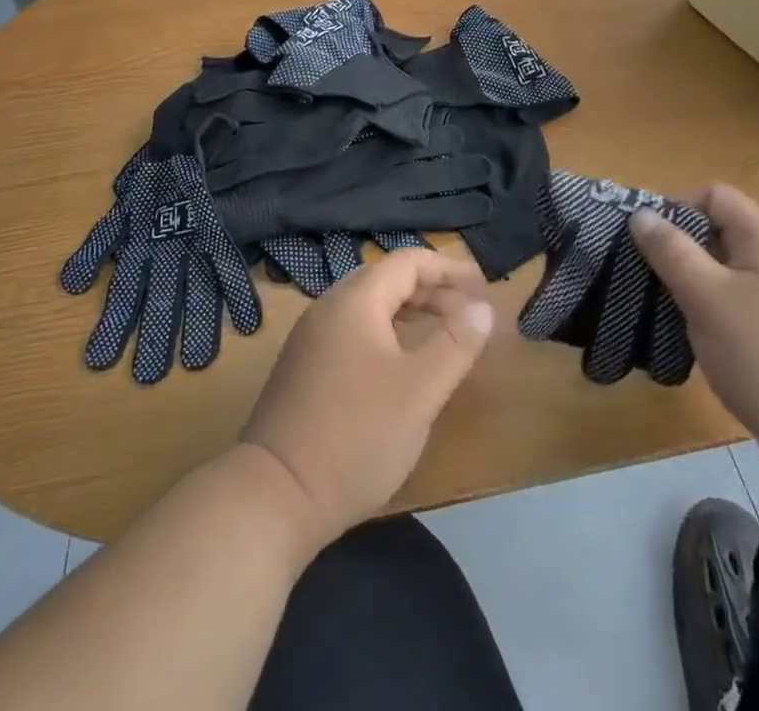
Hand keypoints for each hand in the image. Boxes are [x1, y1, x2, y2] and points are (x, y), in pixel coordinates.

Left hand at [240, 248, 493, 548]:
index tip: (482, 287)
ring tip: (442, 333)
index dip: (449, 269)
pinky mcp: (303, 367)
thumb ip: (455, 344)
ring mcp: (311, 337)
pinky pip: (352, 330)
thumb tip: (482, 308)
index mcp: (355, 301)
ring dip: (409, 312)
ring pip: (368, 306)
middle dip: (431, 290)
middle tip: (468, 313)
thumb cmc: (356, 436)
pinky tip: (400, 363)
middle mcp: (329, 307)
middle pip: (387, 279)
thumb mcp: (419, 391)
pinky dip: (385, 333)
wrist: (276, 495)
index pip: (408, 262)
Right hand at [629, 184, 758, 494]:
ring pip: (721, 272)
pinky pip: (734, 305)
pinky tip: (690, 339)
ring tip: (659, 309)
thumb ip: (672, 252)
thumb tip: (641, 214)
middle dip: (676, 249)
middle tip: (644, 276)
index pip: (713, 195)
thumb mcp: (708, 299)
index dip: (676, 207)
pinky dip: (707, 313)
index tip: (646, 240)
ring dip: (688, 284)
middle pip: (715, 233)